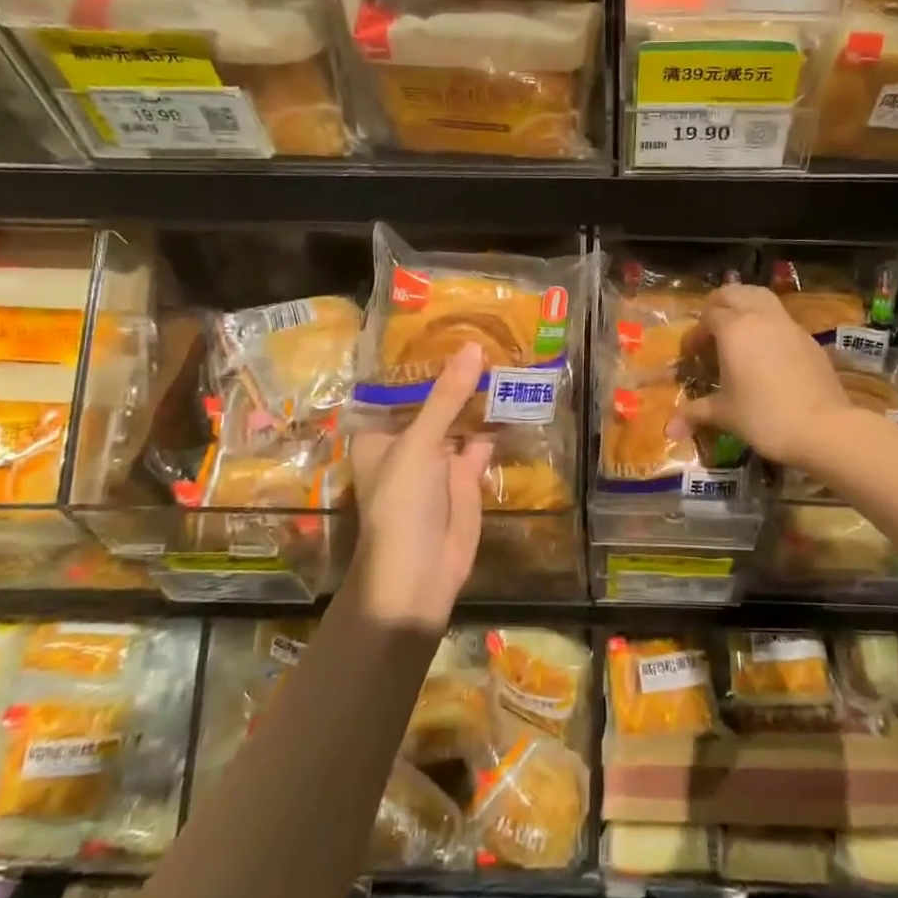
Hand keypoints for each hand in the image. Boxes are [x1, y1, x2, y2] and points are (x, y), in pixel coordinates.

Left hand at [348, 343, 493, 632]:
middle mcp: (408, 441)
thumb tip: (472, 347)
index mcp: (380, 433)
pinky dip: (498, 422)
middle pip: (433, 399)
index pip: (397, 386)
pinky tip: (517, 395)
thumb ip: (446, 397)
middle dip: (456, 373)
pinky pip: (482, 440)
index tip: (444, 322)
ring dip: (479, 394)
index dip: (418, 359)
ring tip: (506, 352)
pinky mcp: (466, 475)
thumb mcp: (419, 444)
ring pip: (460, 417)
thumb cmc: (401, 504)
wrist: (420, 574)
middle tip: (487, 329)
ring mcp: (439, 458)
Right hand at [669, 284, 854, 466]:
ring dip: (745, 305)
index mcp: (734, 329)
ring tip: (737, 330)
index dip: (696, 333)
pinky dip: (767, 323)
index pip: (708, 316)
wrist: (823, 427)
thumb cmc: (764, 416)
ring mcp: (788, 325)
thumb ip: (695, 413)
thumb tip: (669, 429)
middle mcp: (760, 317)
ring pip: (761, 297)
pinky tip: (766, 351)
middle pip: (734, 293)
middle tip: (710, 331)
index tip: (692, 356)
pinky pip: (781, 318)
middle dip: (717, 306)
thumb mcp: (724, 414)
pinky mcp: (808, 339)